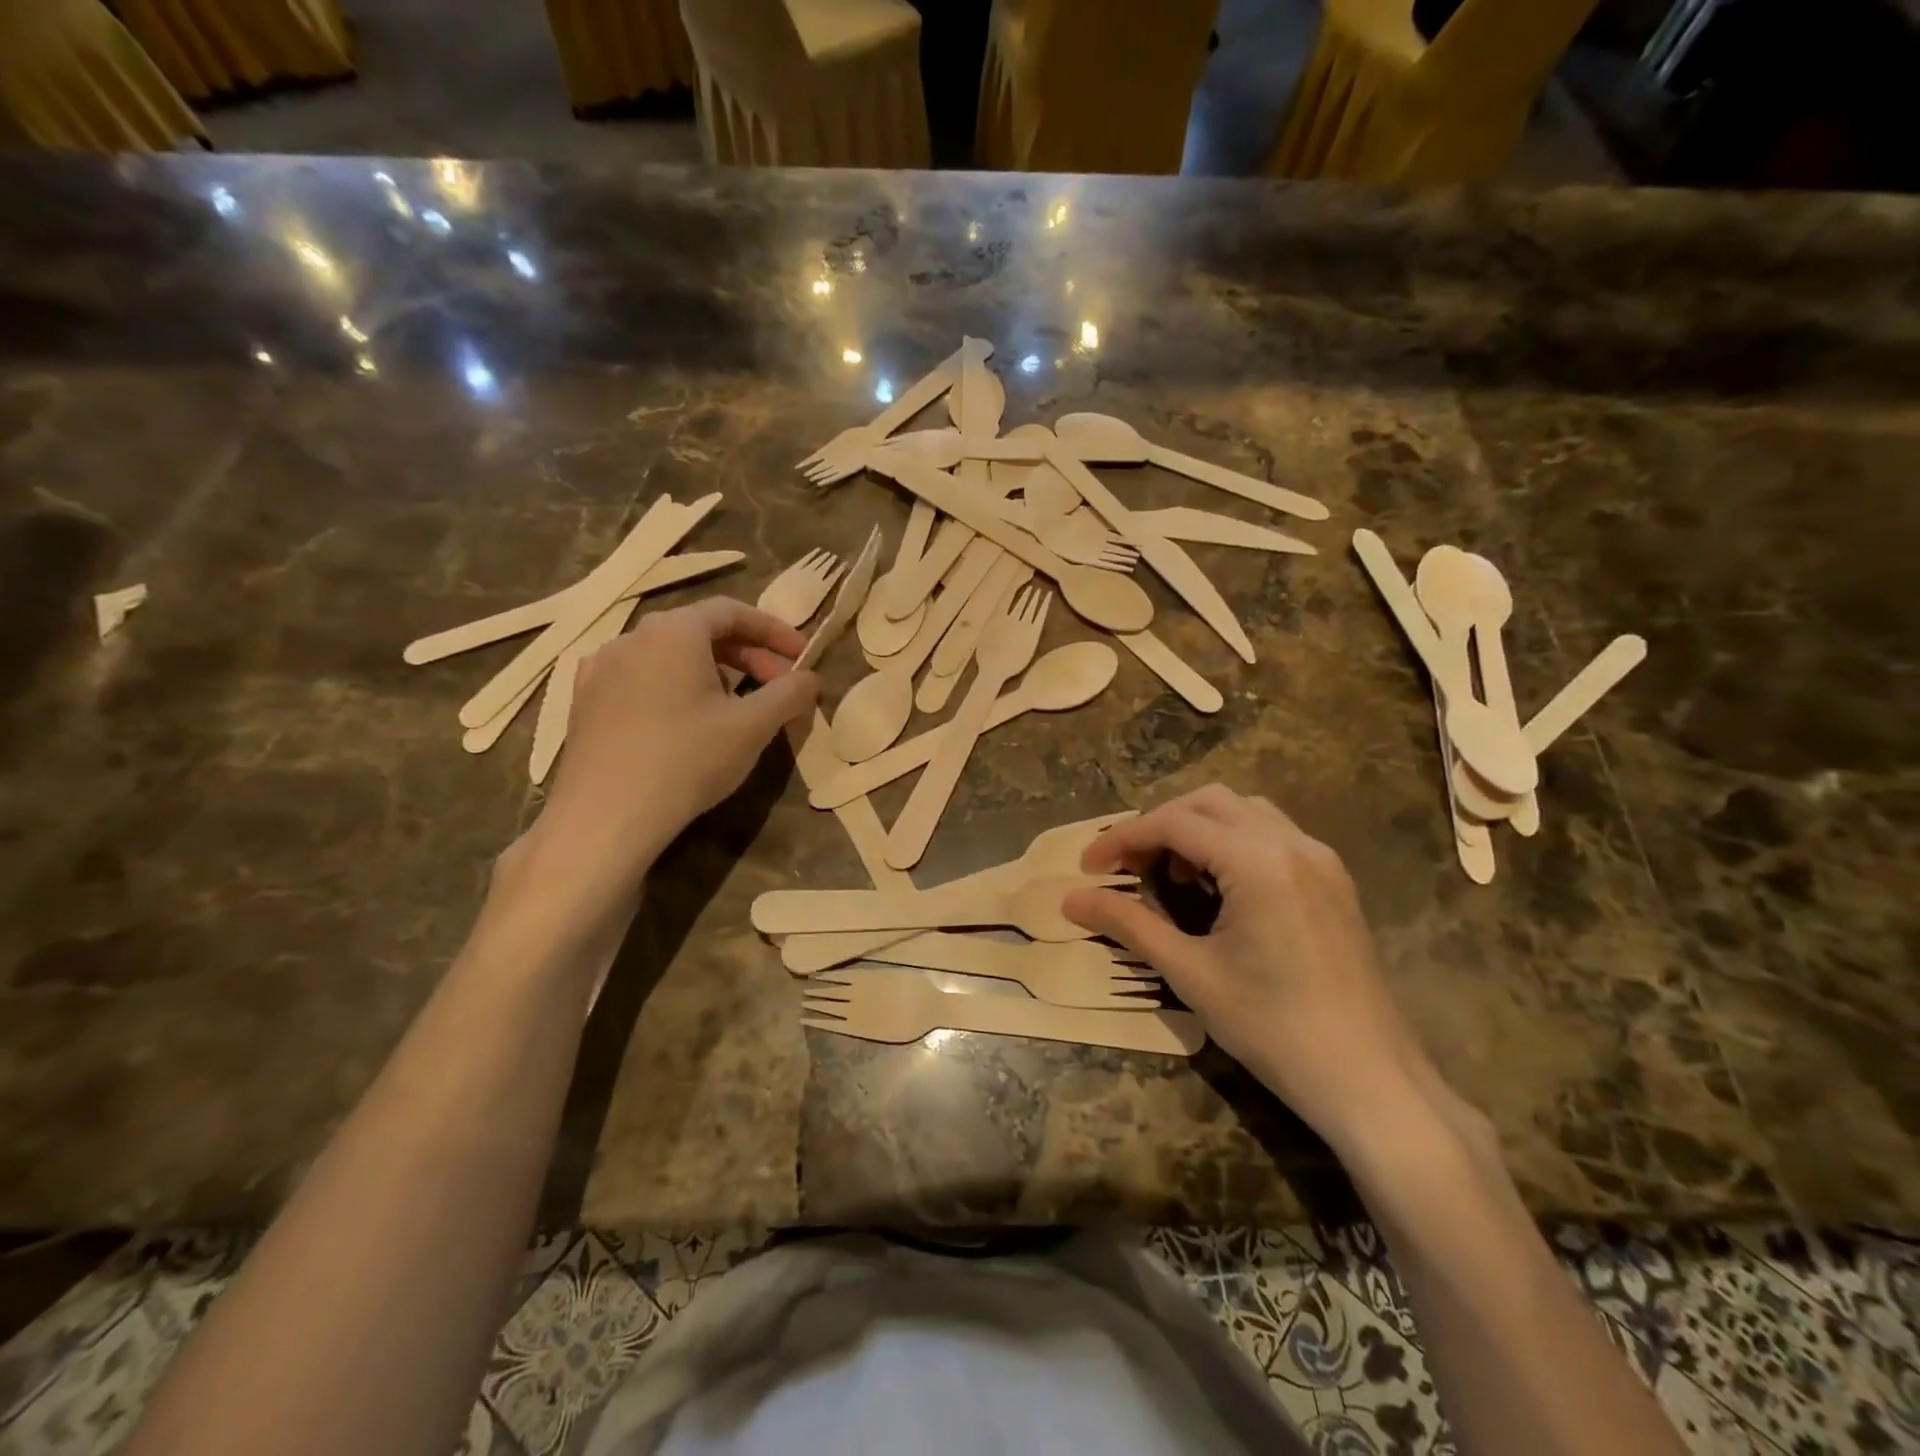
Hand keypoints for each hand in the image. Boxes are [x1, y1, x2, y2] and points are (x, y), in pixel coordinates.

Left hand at [514, 598, 817, 915]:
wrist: (605, 817)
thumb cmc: (687, 760)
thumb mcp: (753, 726)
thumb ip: (789, 694)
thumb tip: (811, 678)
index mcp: (674, 631)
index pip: (732, 611)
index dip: (774, 630)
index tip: (802, 656)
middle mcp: (632, 637)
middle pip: (700, 632)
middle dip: (747, 657)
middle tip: (779, 688)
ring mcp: (601, 669)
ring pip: (670, 657)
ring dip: (713, 674)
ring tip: (736, 708)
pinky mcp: (585, 702)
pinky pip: (641, 680)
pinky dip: (675, 689)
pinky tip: (685, 723)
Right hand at [1063, 786, 1439, 1152]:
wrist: (1370, 1079)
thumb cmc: (1273, 1027)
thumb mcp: (1190, 973)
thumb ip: (1128, 925)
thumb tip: (1070, 900)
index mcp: (1257, 861)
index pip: (1174, 823)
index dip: (1123, 838)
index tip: (1088, 866)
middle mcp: (1292, 843)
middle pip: (1208, 802)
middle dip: (1159, 824)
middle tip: (1127, 865)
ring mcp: (1320, 859)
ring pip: (1244, 811)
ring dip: (1198, 827)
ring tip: (1171, 872)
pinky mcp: (1333, 880)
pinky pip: (1272, 833)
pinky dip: (1232, 841)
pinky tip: (1219, 885)